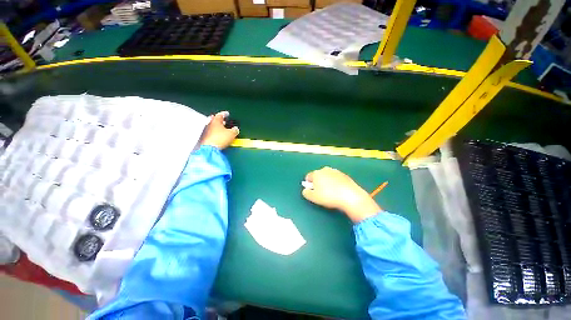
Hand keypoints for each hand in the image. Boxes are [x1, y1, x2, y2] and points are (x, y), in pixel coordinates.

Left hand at [200, 111, 238, 149]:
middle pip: (215, 120)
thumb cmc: (221, 138)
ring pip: (213, 127)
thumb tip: (236, 129)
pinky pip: (211, 133)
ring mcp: (206, 131)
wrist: (209, 149)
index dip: (225, 114)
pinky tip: (219, 136)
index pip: (220, 115)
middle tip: (225, 122)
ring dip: (218, 127)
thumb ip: (235, 130)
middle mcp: (209, 124)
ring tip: (223, 129)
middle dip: (221, 121)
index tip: (227, 114)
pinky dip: (215, 133)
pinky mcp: (204, 138)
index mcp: (216, 120)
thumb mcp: (232, 134)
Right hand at [302, 167, 381, 222]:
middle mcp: (325, 170)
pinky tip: (338, 191)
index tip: (311, 191)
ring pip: (327, 176)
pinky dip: (335, 183)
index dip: (308, 184)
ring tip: (330, 192)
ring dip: (326, 182)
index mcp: (316, 173)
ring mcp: (335, 171)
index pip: (308, 176)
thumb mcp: (314, 197)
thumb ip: (306, 193)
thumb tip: (305, 190)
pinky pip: (336, 178)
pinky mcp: (344, 175)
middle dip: (318, 182)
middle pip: (318, 175)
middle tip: (321, 192)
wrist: (350, 196)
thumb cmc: (329, 196)